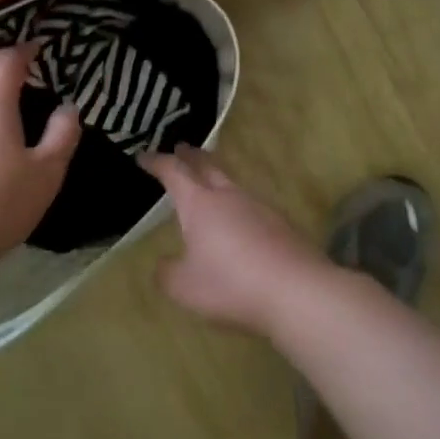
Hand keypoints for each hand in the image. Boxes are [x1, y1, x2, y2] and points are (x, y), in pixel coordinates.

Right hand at [140, 146, 331, 336]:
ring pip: (232, 183)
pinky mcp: (280, 222)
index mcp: (199, 204)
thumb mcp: (185, 287)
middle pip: (207, 166)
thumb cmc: (231, 284)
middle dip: (191, 156)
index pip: (174, 172)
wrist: (296, 289)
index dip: (157, 162)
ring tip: (209, 183)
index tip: (144, 156)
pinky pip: (252, 204)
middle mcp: (228, 195)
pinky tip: (240, 220)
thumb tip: (163, 264)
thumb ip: (168, 274)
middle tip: (182, 149)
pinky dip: (238, 205)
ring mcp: (258, 205)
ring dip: (217, 178)